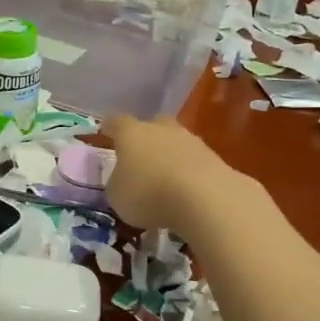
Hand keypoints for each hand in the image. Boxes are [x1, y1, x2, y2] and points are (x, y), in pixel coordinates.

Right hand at [103, 114, 242, 233]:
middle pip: (152, 125)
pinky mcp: (214, 158)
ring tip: (165, 179)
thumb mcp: (117, 196)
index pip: (116, 122)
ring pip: (176, 142)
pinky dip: (188, 173)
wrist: (205, 198)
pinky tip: (186, 191)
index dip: (110, 127)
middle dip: (146, 137)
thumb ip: (117, 183)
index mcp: (131, 133)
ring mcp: (191, 141)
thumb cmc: (148, 194)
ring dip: (170, 156)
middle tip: (140, 155)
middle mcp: (161, 129)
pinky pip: (194, 162)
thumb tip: (123, 180)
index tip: (105, 130)